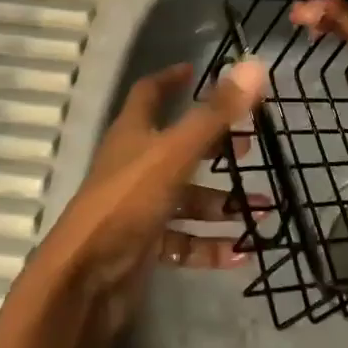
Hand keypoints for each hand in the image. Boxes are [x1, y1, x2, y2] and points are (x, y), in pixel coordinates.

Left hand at [37, 58, 270, 334]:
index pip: (150, 92)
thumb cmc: (126, 203)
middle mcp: (134, 164)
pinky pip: (184, 240)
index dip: (171, 79)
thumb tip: (253, 65)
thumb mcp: (174, 154)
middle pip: (178, 146)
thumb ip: (214, 114)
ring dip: (222, 203)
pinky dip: (210, 244)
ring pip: (187, 198)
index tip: (197, 71)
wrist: (83, 282)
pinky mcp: (144, 245)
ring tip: (263, 208)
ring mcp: (139, 206)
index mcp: (133, 133)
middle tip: (250, 146)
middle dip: (214, 145)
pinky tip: (242, 252)